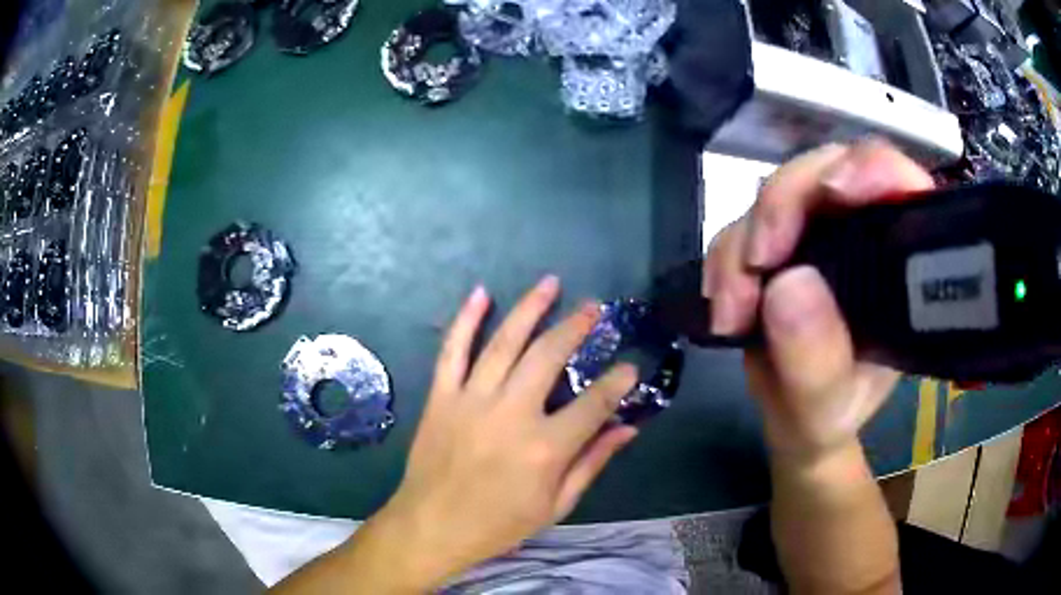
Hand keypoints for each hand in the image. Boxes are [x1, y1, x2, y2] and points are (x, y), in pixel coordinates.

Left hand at [376, 277, 637, 587]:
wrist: (432, 526)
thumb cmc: (498, 524)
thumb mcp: (556, 506)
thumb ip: (593, 463)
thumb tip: (628, 427)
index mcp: (545, 448)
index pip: (594, 404)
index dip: (617, 382)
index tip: (630, 366)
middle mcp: (511, 414)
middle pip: (548, 356)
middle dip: (575, 327)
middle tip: (593, 308)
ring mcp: (471, 400)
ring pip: (504, 343)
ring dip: (529, 308)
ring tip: (550, 284)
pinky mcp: (441, 397)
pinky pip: (453, 351)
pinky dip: (466, 319)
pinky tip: (481, 293)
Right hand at [704, 139, 934, 458]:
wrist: (795, 422)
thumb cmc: (829, 416)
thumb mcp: (827, 407)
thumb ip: (817, 361)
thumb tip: (789, 284)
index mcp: (898, 264)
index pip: (899, 183)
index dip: (871, 168)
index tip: (834, 193)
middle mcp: (861, 232)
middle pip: (825, 171)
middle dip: (784, 205)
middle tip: (758, 263)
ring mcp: (817, 232)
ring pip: (775, 193)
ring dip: (743, 244)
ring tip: (733, 313)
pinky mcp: (779, 241)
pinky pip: (740, 224)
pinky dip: (725, 260)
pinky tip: (725, 308)